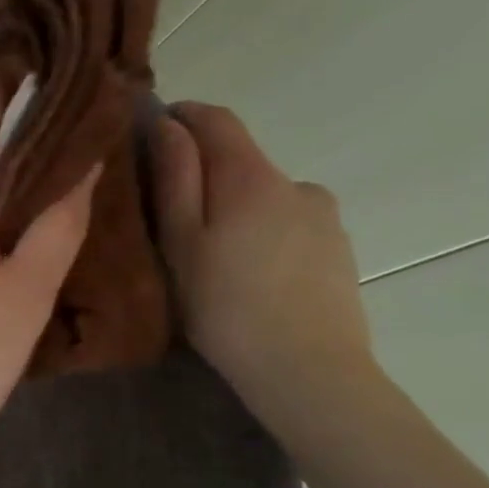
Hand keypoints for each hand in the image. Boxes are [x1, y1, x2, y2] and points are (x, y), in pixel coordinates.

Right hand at [154, 102, 373, 417]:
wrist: (307, 371)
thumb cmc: (225, 307)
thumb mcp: (181, 243)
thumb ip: (175, 179)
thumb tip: (168, 125)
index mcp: (253, 177)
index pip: (216, 120)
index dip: (180, 116)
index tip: (149, 131)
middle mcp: (297, 183)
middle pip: (240, 160)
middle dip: (203, 173)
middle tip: (167, 217)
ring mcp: (325, 217)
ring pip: (265, 195)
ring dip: (234, 208)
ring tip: (210, 257)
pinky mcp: (339, 250)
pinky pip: (288, 223)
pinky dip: (261, 233)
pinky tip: (247, 276)